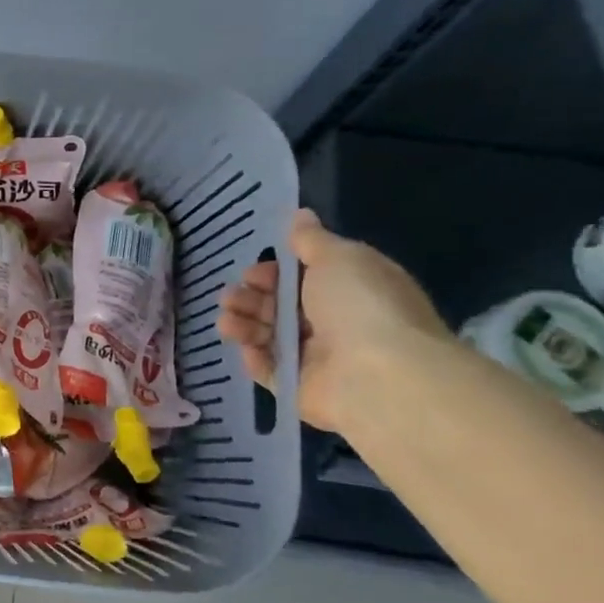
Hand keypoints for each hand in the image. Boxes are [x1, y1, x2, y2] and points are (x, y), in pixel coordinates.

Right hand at [217, 208, 448, 431]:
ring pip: (269, 336)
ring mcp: (317, 357)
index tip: (254, 271)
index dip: (273, 272)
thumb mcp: (338, 257)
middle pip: (280, 306)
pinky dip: (254, 358)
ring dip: (244, 323)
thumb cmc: (360, 306)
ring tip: (226, 320)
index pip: (303, 277)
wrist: (377, 375)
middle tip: (231, 296)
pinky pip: (269, 369)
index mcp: (350, 288)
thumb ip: (311, 240)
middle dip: (251, 297)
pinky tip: (245, 348)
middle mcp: (334, 322)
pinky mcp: (300, 387)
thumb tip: (300, 215)